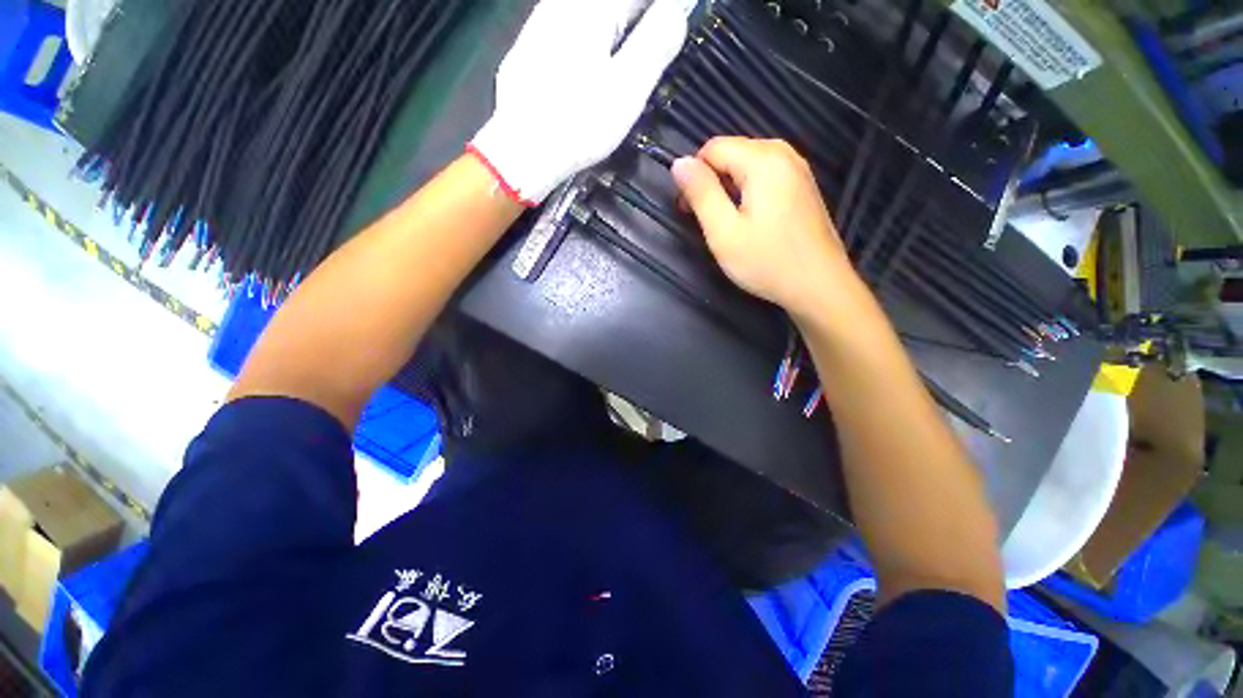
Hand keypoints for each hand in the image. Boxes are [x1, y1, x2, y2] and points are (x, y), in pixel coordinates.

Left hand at [471, 0, 691, 204]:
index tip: (670, 27)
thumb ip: (655, 43)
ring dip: (611, 29)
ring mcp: (539, 26)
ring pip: (586, 16)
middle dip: (635, 19)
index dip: (659, 11)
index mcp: (592, 9)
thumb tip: (676, 10)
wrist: (523, 152)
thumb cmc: (580, 123)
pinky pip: (565, 31)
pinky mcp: (527, 51)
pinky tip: (587, 69)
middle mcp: (562, 6)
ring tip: (623, 60)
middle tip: (653, 40)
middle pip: (610, 5)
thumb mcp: (628, 87)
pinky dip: (586, 42)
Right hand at [672, 137, 858, 317]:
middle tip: (707, 222)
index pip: (712, 148)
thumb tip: (679, 163)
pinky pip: (765, 177)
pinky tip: (751, 223)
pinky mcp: (803, 187)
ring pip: (747, 165)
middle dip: (711, 182)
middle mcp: (784, 154)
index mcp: (763, 160)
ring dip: (728, 189)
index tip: (688, 210)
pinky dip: (748, 194)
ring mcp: (798, 170)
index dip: (693, 176)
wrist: (819, 287)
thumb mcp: (724, 232)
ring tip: (727, 225)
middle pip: (731, 153)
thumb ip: (701, 193)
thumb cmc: (767, 262)